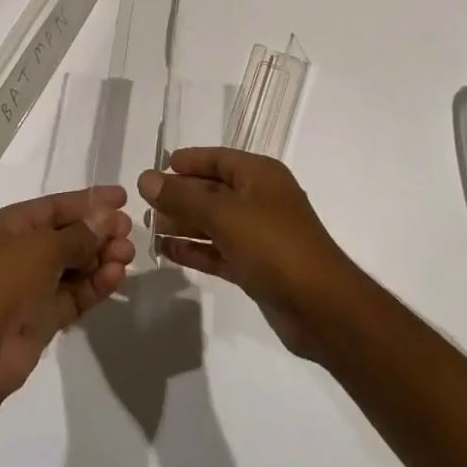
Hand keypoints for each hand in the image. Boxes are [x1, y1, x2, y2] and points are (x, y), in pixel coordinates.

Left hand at [0, 185, 134, 397]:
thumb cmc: (5, 279)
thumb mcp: (43, 246)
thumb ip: (79, 234)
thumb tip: (106, 219)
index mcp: (10, 225)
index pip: (55, 206)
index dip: (89, 200)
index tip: (122, 198)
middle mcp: (20, 251)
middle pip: (68, 235)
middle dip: (99, 232)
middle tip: (129, 231)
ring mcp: (32, 285)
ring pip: (75, 266)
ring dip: (101, 258)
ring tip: (127, 255)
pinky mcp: (44, 316)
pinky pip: (75, 294)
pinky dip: (96, 284)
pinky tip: (117, 276)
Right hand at [140, 150, 361, 359]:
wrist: (321, 307)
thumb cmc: (273, 245)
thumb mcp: (223, 214)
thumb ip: (182, 196)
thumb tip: (145, 178)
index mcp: (259, 175)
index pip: (217, 158)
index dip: (187, 162)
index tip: (156, 169)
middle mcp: (260, 199)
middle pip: (212, 190)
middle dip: (180, 196)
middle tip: (145, 204)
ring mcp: (259, 234)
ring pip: (213, 222)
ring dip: (184, 224)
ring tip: (150, 229)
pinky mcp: (256, 266)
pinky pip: (219, 250)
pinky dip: (196, 250)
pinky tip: (168, 253)